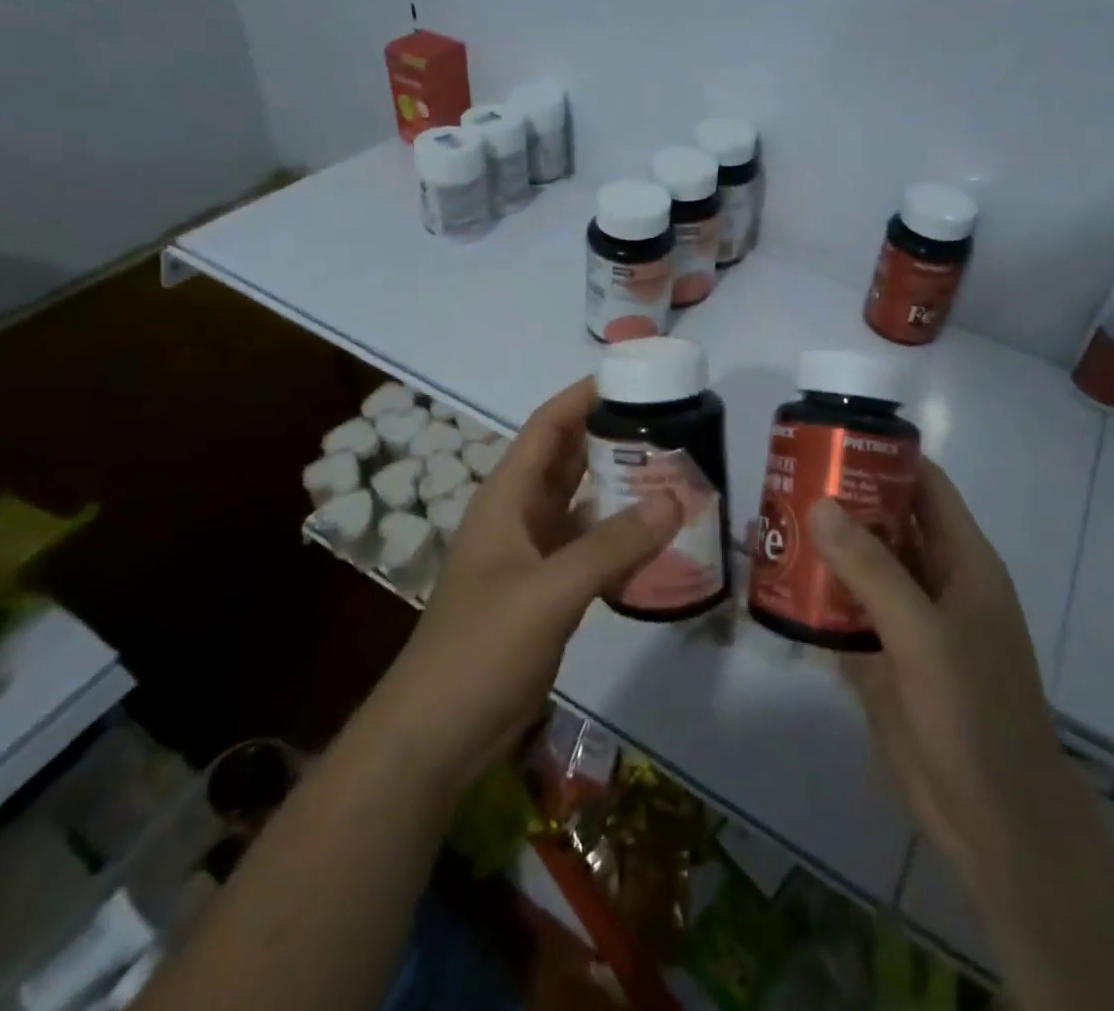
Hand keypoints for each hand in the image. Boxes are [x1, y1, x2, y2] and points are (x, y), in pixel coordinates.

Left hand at [369, 378, 681, 798]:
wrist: (437, 736)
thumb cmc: (481, 648)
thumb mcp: (549, 591)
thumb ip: (613, 545)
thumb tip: (676, 499)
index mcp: (507, 497)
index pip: (548, 427)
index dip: (584, 396)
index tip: (633, 377)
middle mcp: (520, 515)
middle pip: (569, 460)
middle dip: (613, 437)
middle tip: (671, 423)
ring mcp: (533, 555)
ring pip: (584, 504)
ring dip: (622, 488)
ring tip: (675, 472)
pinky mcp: (547, 591)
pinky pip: (591, 548)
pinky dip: (621, 538)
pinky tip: (659, 539)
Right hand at [810, 461, 1063, 884]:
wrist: (992, 821)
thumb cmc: (974, 713)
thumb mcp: (923, 634)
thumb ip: (871, 569)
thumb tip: (820, 503)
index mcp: (961, 560)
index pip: (925, 486)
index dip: (885, 457)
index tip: (832, 438)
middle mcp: (934, 580)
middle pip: (885, 521)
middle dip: (840, 499)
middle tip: (785, 477)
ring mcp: (907, 620)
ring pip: (861, 566)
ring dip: (821, 546)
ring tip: (768, 520)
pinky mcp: (882, 657)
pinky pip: (844, 612)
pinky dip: (814, 596)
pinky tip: (773, 582)